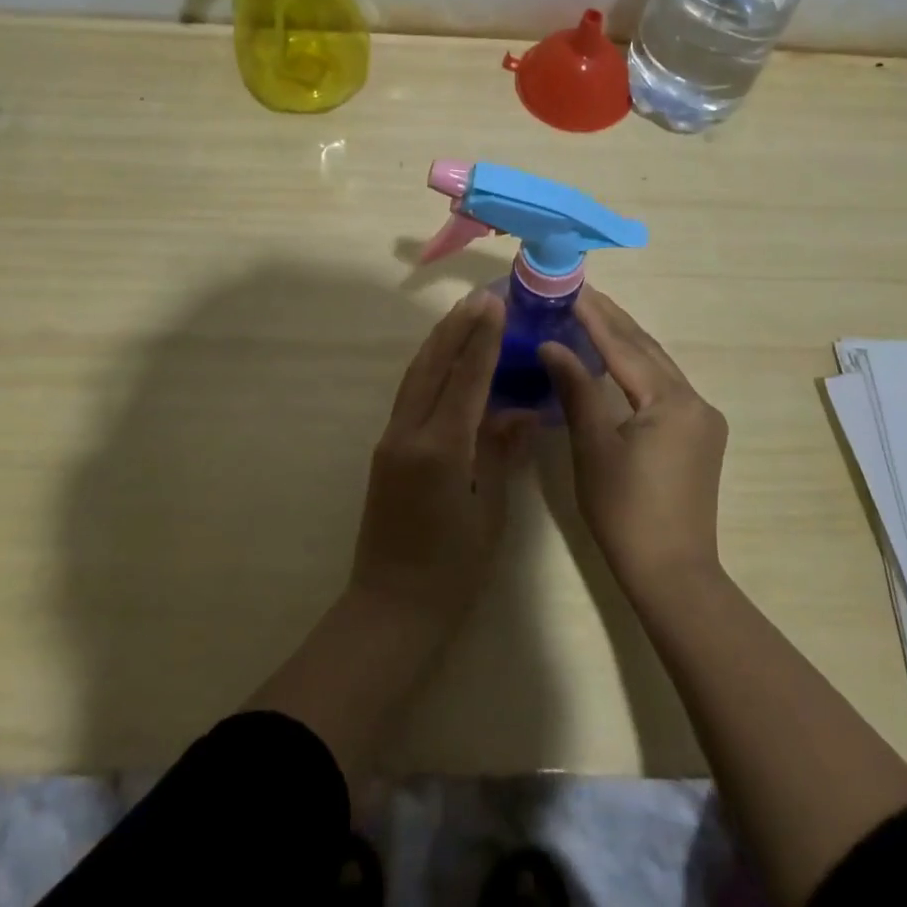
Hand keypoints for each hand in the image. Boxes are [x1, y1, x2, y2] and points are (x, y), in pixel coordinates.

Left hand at [349, 293, 530, 635]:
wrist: (390, 609)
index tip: (495, 305)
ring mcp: (391, 439)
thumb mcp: (489, 512)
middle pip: (433, 366)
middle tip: (479, 298)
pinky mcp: (385, 449)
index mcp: (440, 449)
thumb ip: (501, 453)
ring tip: (462, 315)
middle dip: (457, 329)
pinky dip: (429, 368)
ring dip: (439, 342)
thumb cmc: (452, 571)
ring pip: (415, 376)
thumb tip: (522, 409)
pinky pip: (410, 395)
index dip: (482, 340)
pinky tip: (443, 359)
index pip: (465, 380)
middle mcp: (409, 434)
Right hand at [539, 287, 728, 595]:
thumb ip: (576, 390)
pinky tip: (616, 360)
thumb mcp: (594, 448)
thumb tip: (551, 345)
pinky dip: (637, 368)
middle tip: (580, 293)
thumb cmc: (626, 512)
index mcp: (672, 401)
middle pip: (647, 350)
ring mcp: (701, 419)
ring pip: (658, 367)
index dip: (595, 316)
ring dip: (626, 342)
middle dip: (613, 320)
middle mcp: (695, 401)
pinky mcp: (698, 437)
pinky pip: (664, 387)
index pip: (625, 346)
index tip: (572, 287)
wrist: (673, 574)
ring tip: (593, 316)